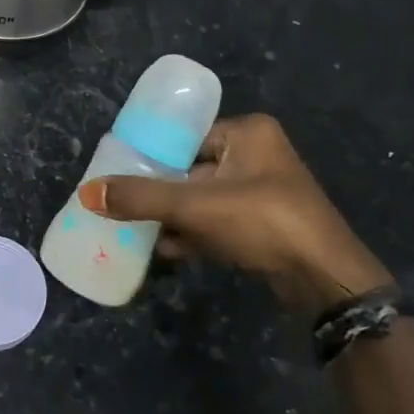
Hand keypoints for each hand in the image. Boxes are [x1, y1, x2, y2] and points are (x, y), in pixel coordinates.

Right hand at [80, 113, 389, 316]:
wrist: (326, 280)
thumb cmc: (263, 222)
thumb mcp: (195, 205)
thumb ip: (141, 197)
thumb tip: (87, 193)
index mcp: (247, 132)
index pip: (186, 137)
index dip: (153, 155)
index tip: (120, 172)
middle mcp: (257, 154)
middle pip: (191, 169)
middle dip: (161, 192)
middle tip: (124, 204)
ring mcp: (263, 191)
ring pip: (203, 198)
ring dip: (174, 217)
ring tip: (137, 230)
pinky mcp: (265, 224)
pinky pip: (218, 221)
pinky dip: (195, 233)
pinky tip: (167, 251)